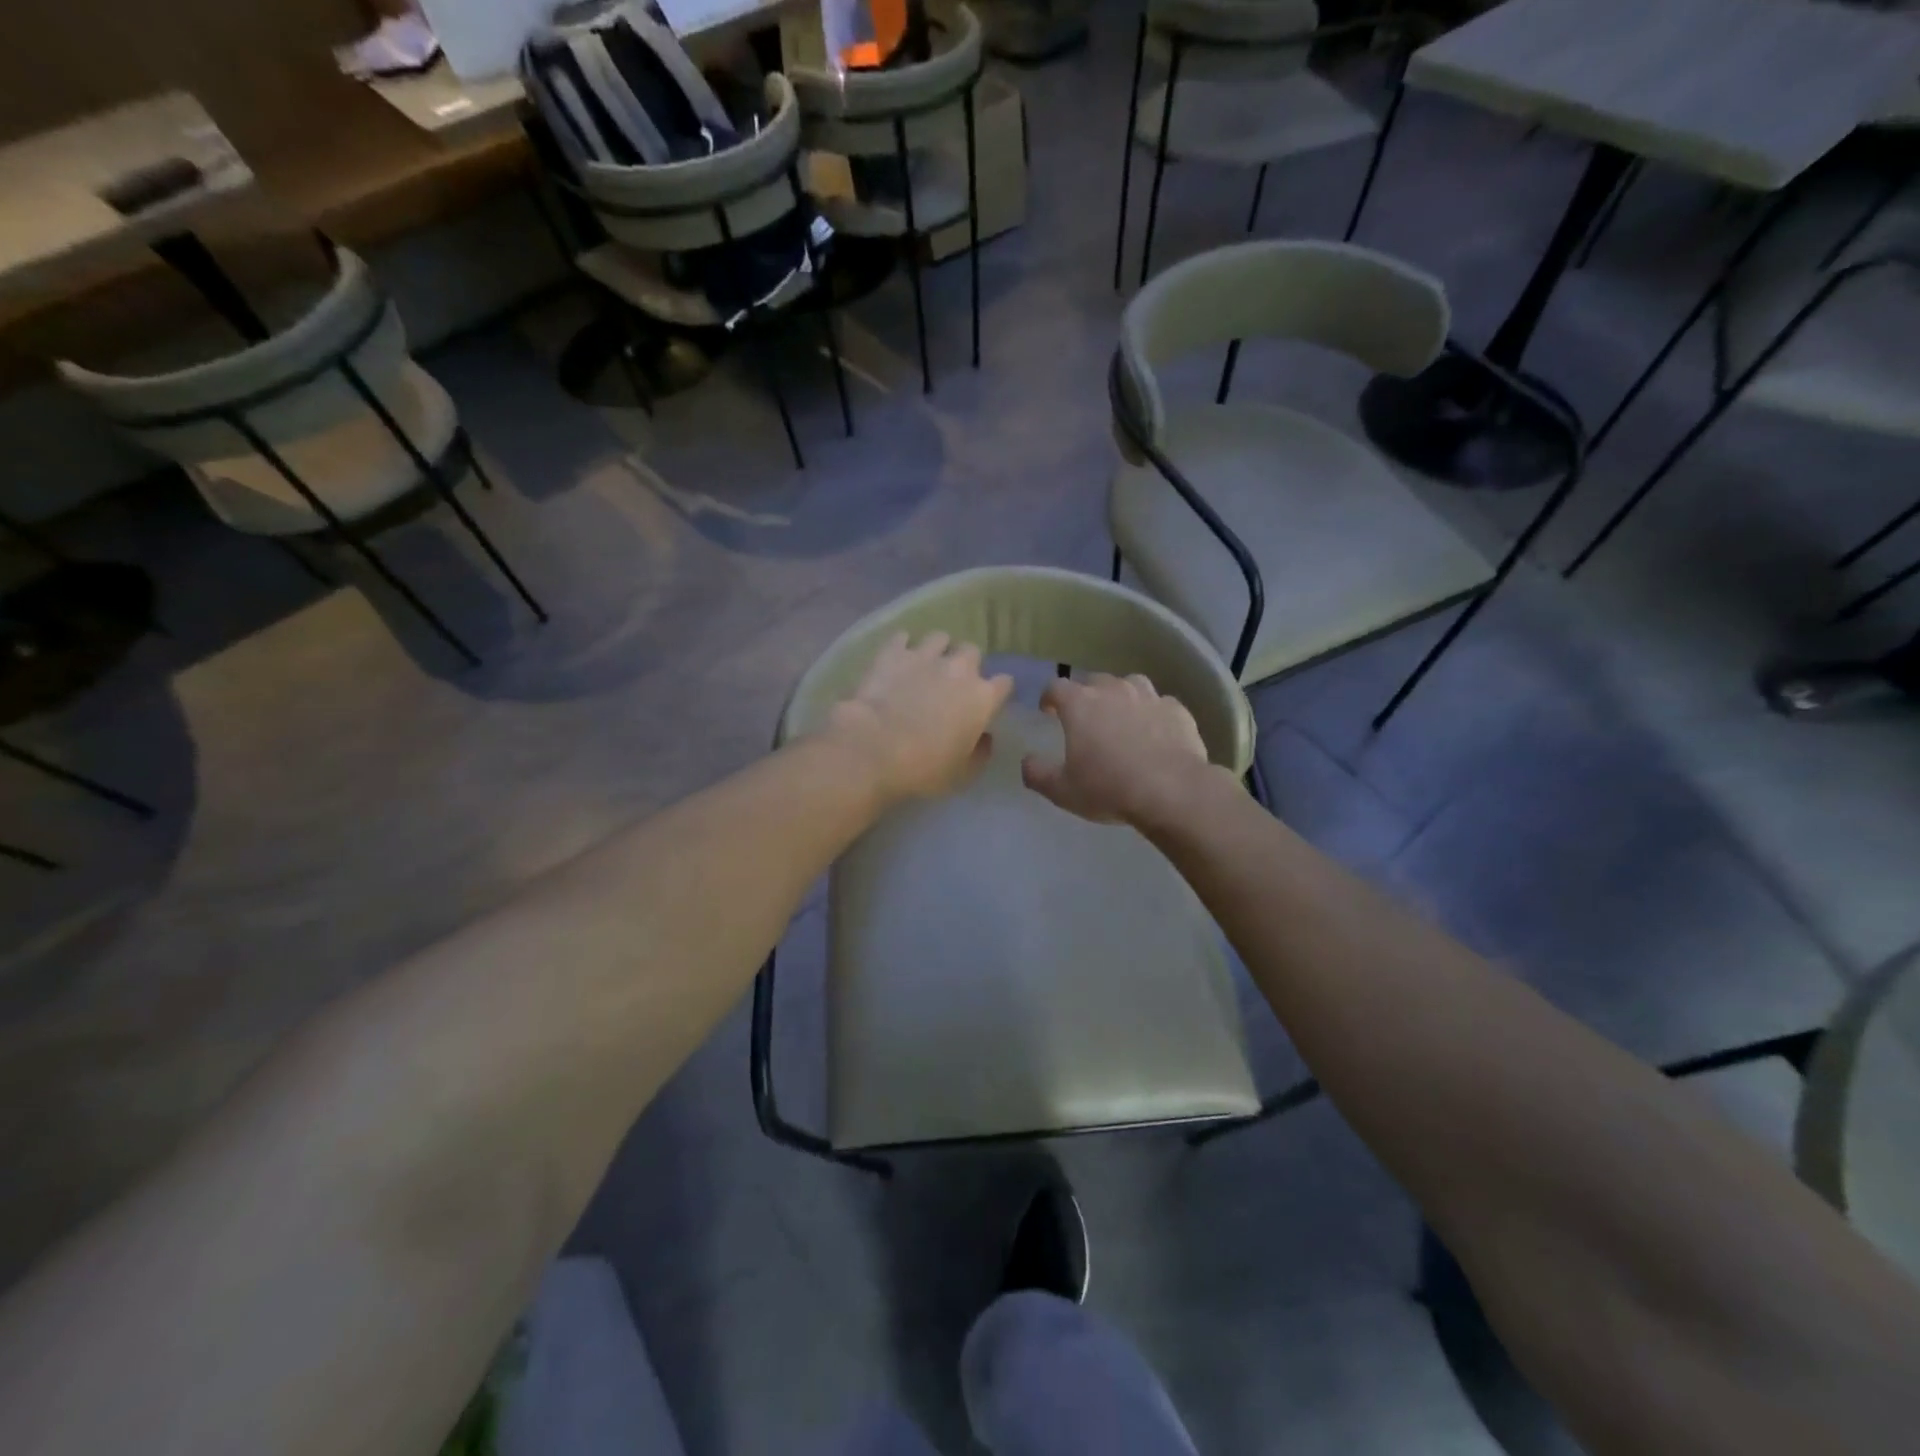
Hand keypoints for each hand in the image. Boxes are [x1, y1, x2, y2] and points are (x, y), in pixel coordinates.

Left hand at [823, 631, 1013, 804]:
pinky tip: (897, 658)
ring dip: (937, 649)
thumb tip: (985, 737)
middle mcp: (959, 669)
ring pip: (940, 637)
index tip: (987, 702)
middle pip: (973, 652)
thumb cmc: (924, 768)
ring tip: (925, 664)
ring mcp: (925, 655)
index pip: (1004, 683)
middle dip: (966, 664)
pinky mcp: (893, 652)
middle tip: (953, 682)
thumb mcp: (962, 773)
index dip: (997, 692)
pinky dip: (902, 646)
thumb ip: (980, 752)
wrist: (874, 748)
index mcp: (982, 697)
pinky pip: (903, 638)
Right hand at [1021, 673, 1215, 826]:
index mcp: (1080, 704)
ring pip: (1130, 684)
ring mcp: (1149, 696)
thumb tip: (1027, 761)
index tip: (1048, 711)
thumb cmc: (1108, 788)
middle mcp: (1113, 690)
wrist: (1171, 790)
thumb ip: (1037, 773)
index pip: (1056, 687)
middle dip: (1086, 695)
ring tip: (1122, 717)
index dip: (1049, 697)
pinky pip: (1160, 704)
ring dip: (1122, 696)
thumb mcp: (1061, 790)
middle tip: (1085, 718)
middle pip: (1094, 681)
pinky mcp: (1177, 710)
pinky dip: (1153, 713)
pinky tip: (1155, 732)